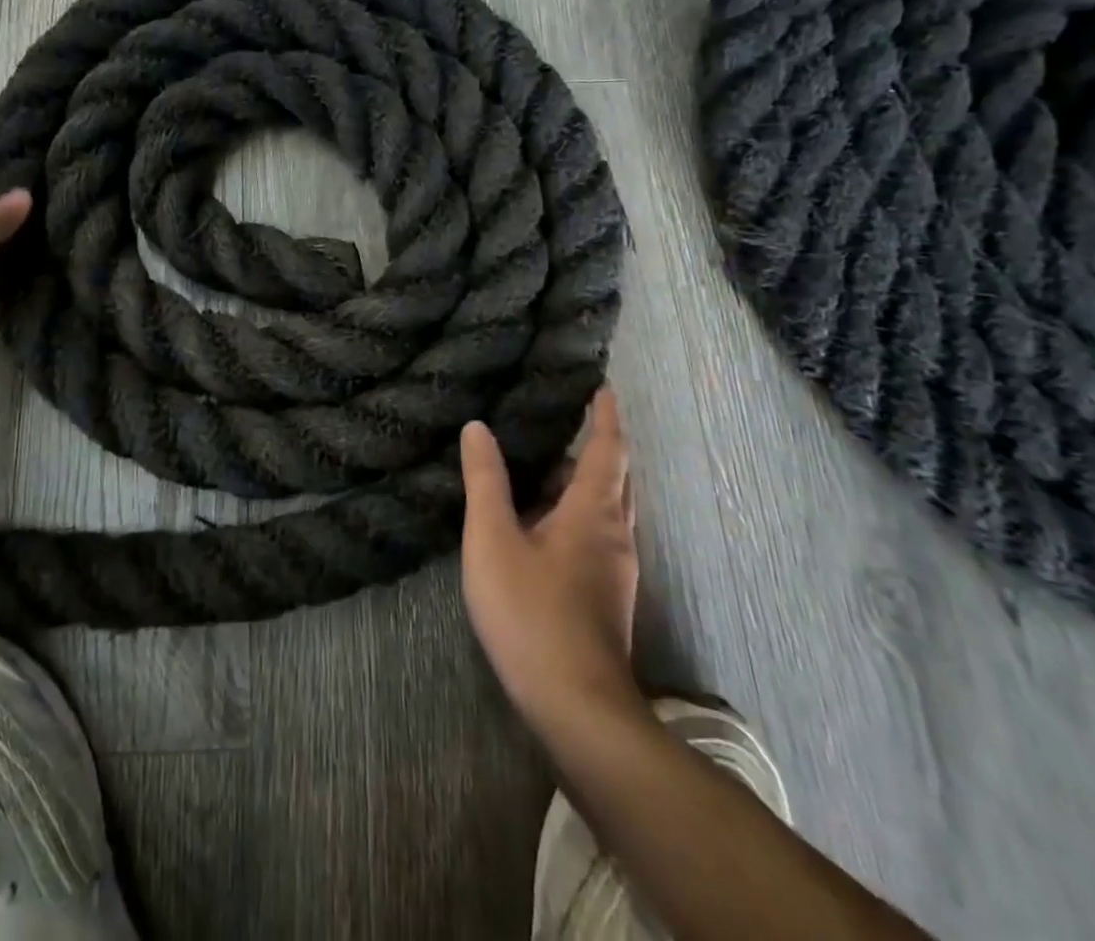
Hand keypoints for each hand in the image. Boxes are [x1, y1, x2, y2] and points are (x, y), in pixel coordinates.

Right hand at [460, 388, 641, 732]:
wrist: (577, 708)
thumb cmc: (532, 614)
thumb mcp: (494, 540)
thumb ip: (486, 481)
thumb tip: (478, 427)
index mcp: (594, 513)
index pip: (609, 449)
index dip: (606, 415)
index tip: (603, 385)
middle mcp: (615, 535)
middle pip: (616, 478)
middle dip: (600, 445)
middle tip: (571, 418)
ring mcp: (615, 570)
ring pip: (608, 509)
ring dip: (586, 481)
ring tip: (549, 463)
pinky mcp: (607, 597)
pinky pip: (599, 534)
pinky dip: (579, 511)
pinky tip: (545, 522)